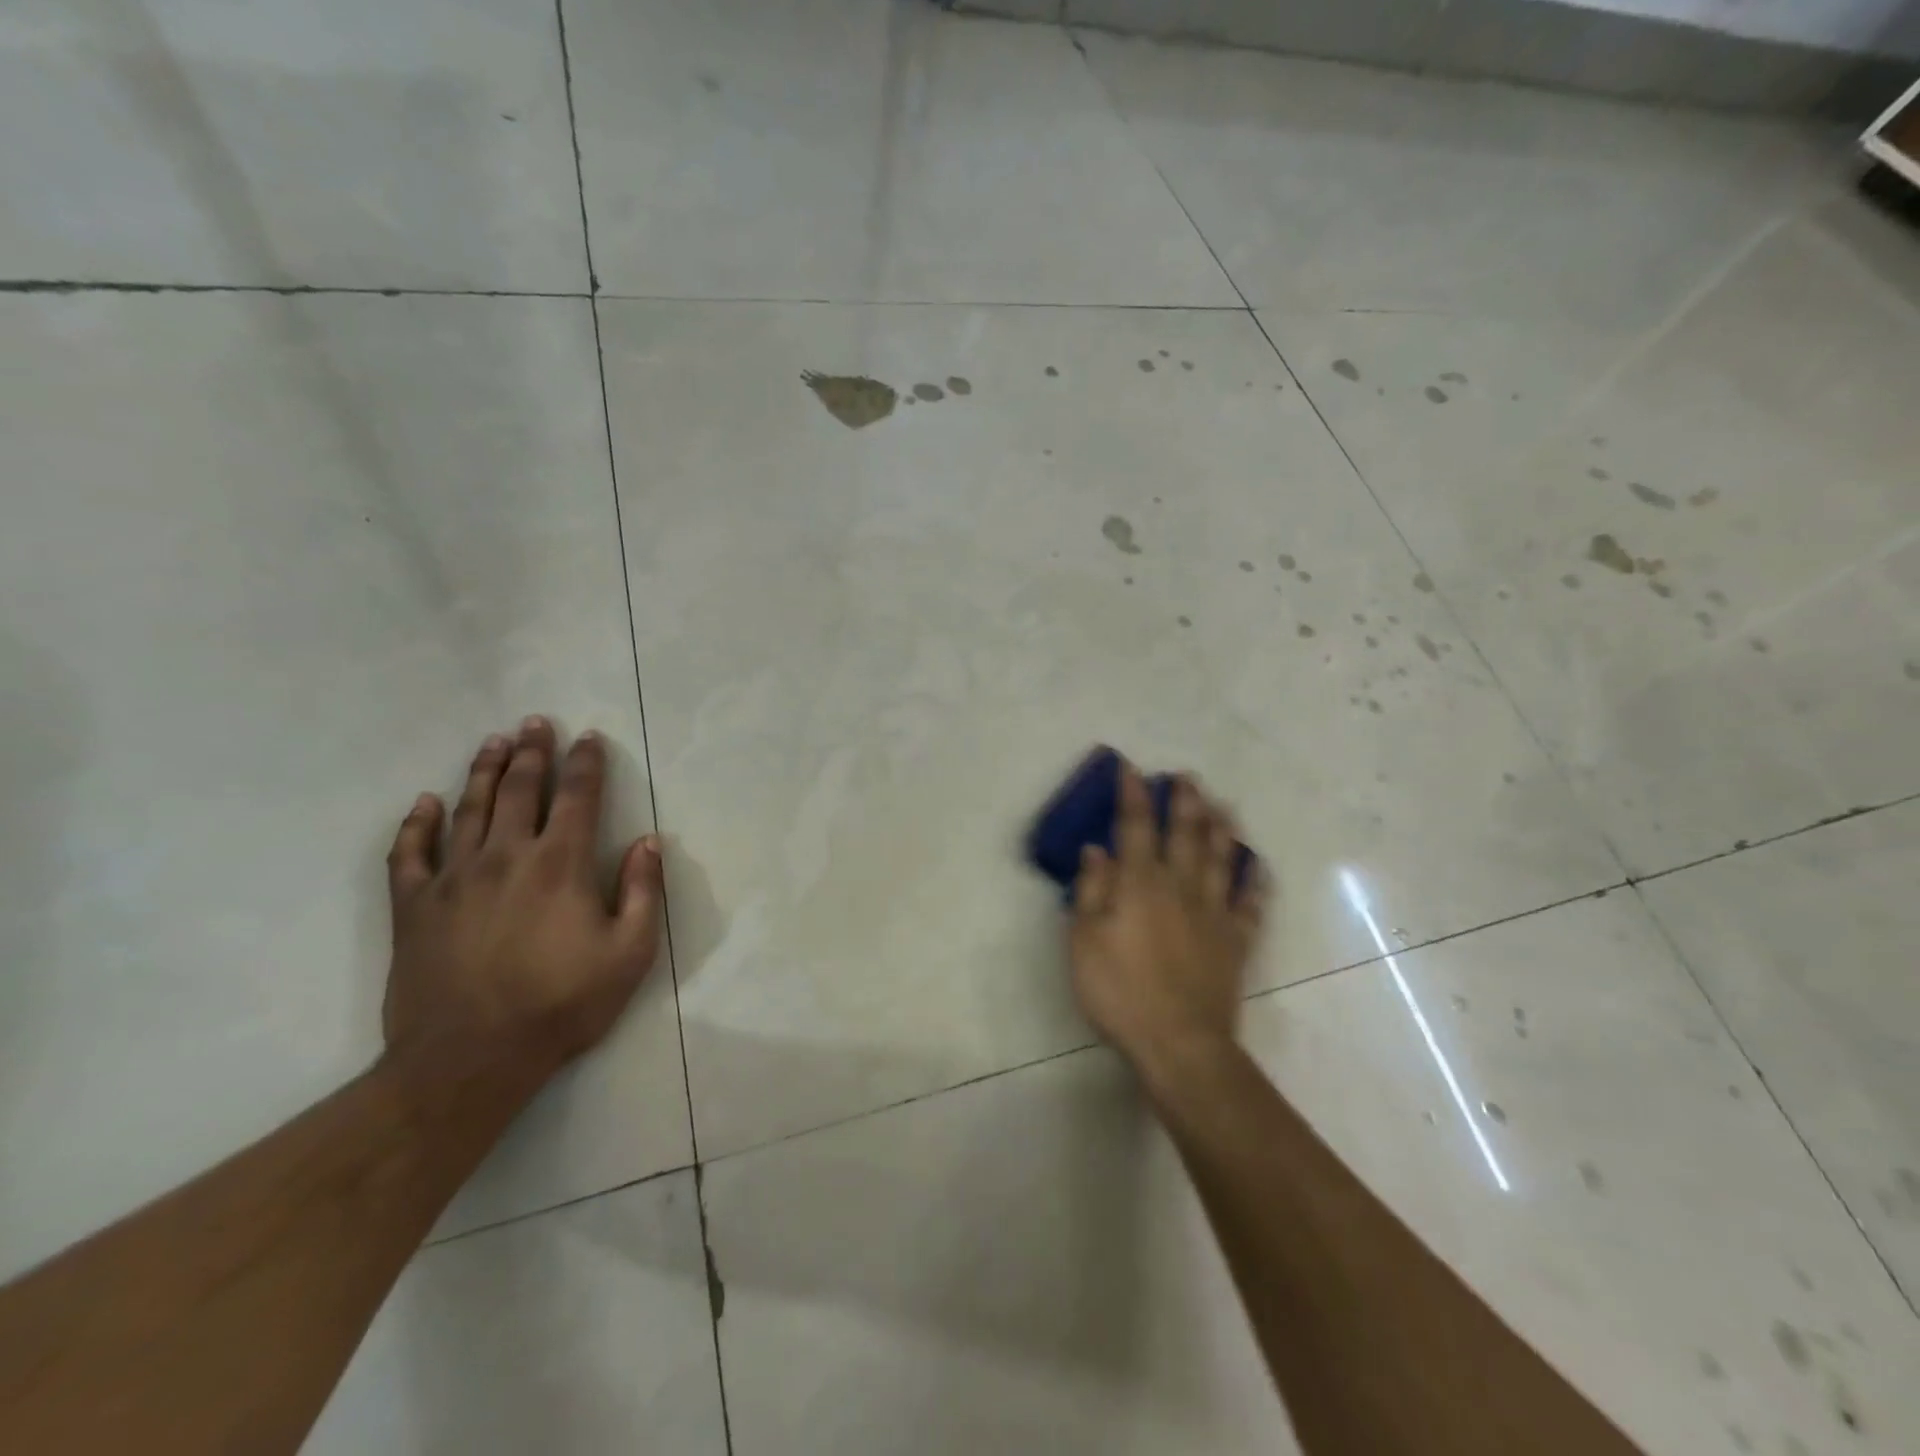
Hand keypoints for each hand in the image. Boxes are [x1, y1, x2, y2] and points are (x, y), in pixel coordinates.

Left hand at [382, 717, 665, 1085]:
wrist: (469, 1059)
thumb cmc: (562, 1004)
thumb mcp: (630, 953)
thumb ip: (643, 892)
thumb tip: (649, 842)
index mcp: (560, 864)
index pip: (578, 797)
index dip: (585, 763)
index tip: (588, 737)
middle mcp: (506, 856)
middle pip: (521, 790)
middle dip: (532, 752)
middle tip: (535, 723)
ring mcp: (453, 878)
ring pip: (469, 808)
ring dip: (484, 771)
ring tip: (494, 742)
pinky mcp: (414, 907)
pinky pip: (409, 853)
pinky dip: (416, 823)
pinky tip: (425, 803)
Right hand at [1069, 764, 1266, 1082]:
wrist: (1179, 1041)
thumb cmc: (1120, 990)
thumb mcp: (1084, 940)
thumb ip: (1090, 890)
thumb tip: (1096, 849)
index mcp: (1140, 883)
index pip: (1135, 826)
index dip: (1132, 795)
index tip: (1131, 769)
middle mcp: (1180, 887)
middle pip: (1185, 834)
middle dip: (1184, 801)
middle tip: (1187, 777)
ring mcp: (1213, 913)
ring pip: (1221, 859)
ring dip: (1222, 828)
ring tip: (1224, 805)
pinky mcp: (1236, 941)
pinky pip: (1250, 903)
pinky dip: (1255, 881)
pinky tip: (1257, 865)